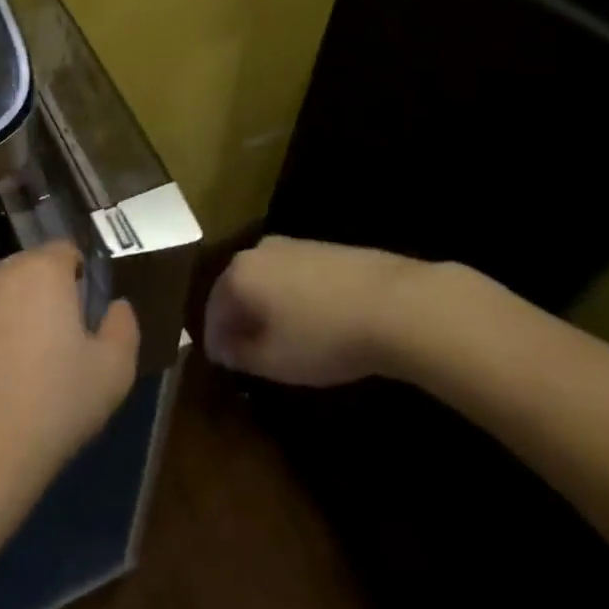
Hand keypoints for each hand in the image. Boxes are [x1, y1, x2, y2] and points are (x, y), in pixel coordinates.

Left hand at [0, 240, 139, 514]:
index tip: (90, 314)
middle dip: (51, 294)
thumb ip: (123, 326)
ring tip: (33, 365)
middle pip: (33, 270)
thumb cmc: (53, 404)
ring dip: (20, 315)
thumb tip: (116, 306)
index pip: (67, 250)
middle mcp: (0, 275)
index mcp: (42, 271)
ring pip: (5, 296)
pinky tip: (1, 383)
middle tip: (66, 341)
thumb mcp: (113, 371)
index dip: (82, 276)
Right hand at [204, 235, 451, 385]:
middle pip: (237, 287)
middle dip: (239, 318)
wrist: (395, 304)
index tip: (222, 363)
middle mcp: (258, 251)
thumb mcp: (275, 361)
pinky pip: (293, 274)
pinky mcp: (323, 247)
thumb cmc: (324, 337)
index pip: (213, 309)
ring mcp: (292, 244)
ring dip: (267, 305)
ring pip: (266, 278)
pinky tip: (312, 318)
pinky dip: (292, 296)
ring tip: (282, 337)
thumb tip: (223, 348)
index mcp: (238, 275)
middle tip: (248, 349)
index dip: (215, 339)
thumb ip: (240, 355)